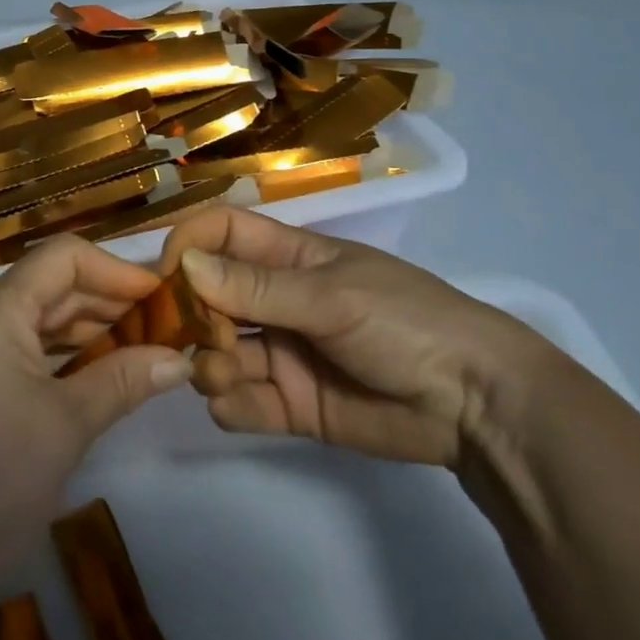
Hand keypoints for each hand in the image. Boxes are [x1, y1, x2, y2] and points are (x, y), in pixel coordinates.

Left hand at [0, 235, 193, 562]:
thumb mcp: (66, 426)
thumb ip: (123, 381)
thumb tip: (179, 359)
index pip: (63, 257)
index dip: (116, 270)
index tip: (160, 296)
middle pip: (48, 284)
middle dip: (106, 300)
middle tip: (160, 326)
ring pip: (31, 318)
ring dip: (83, 329)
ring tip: (137, 350)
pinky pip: (13, 348)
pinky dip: (55, 355)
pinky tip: (92, 376)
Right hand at [161, 207, 548, 468]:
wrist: (475, 405)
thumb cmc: (405, 321)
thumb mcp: (331, 296)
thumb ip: (256, 287)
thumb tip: (183, 264)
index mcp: (287, 257)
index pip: (220, 234)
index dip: (187, 246)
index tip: (163, 277)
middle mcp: (274, 301)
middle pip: (207, 296)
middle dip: (190, 316)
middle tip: (197, 339)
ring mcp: (281, 353)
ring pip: (216, 351)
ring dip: (206, 363)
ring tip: (222, 377)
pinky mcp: (290, 404)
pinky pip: (239, 401)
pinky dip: (229, 404)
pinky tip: (240, 405)